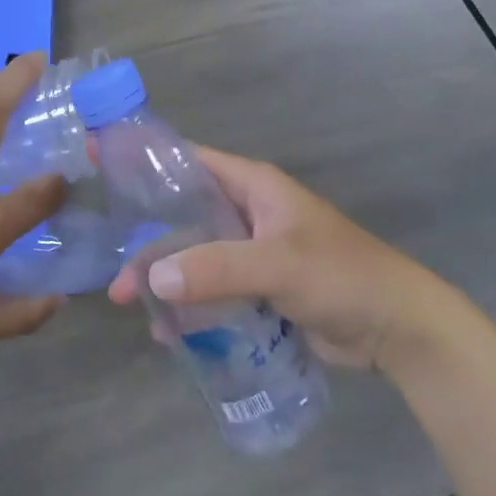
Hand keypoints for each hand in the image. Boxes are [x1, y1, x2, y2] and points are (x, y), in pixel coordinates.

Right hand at [108, 146, 436, 371]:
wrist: (397, 327)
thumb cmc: (340, 275)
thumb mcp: (277, 264)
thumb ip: (216, 269)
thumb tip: (153, 280)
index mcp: (252, 186)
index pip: (188, 160)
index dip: (144, 160)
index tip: (99, 162)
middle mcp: (248, 213)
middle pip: (185, 219)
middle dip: (151, 248)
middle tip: (117, 282)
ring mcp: (253, 252)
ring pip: (196, 259)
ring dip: (168, 283)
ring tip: (135, 311)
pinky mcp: (261, 289)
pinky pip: (214, 291)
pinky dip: (192, 307)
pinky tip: (172, 335)